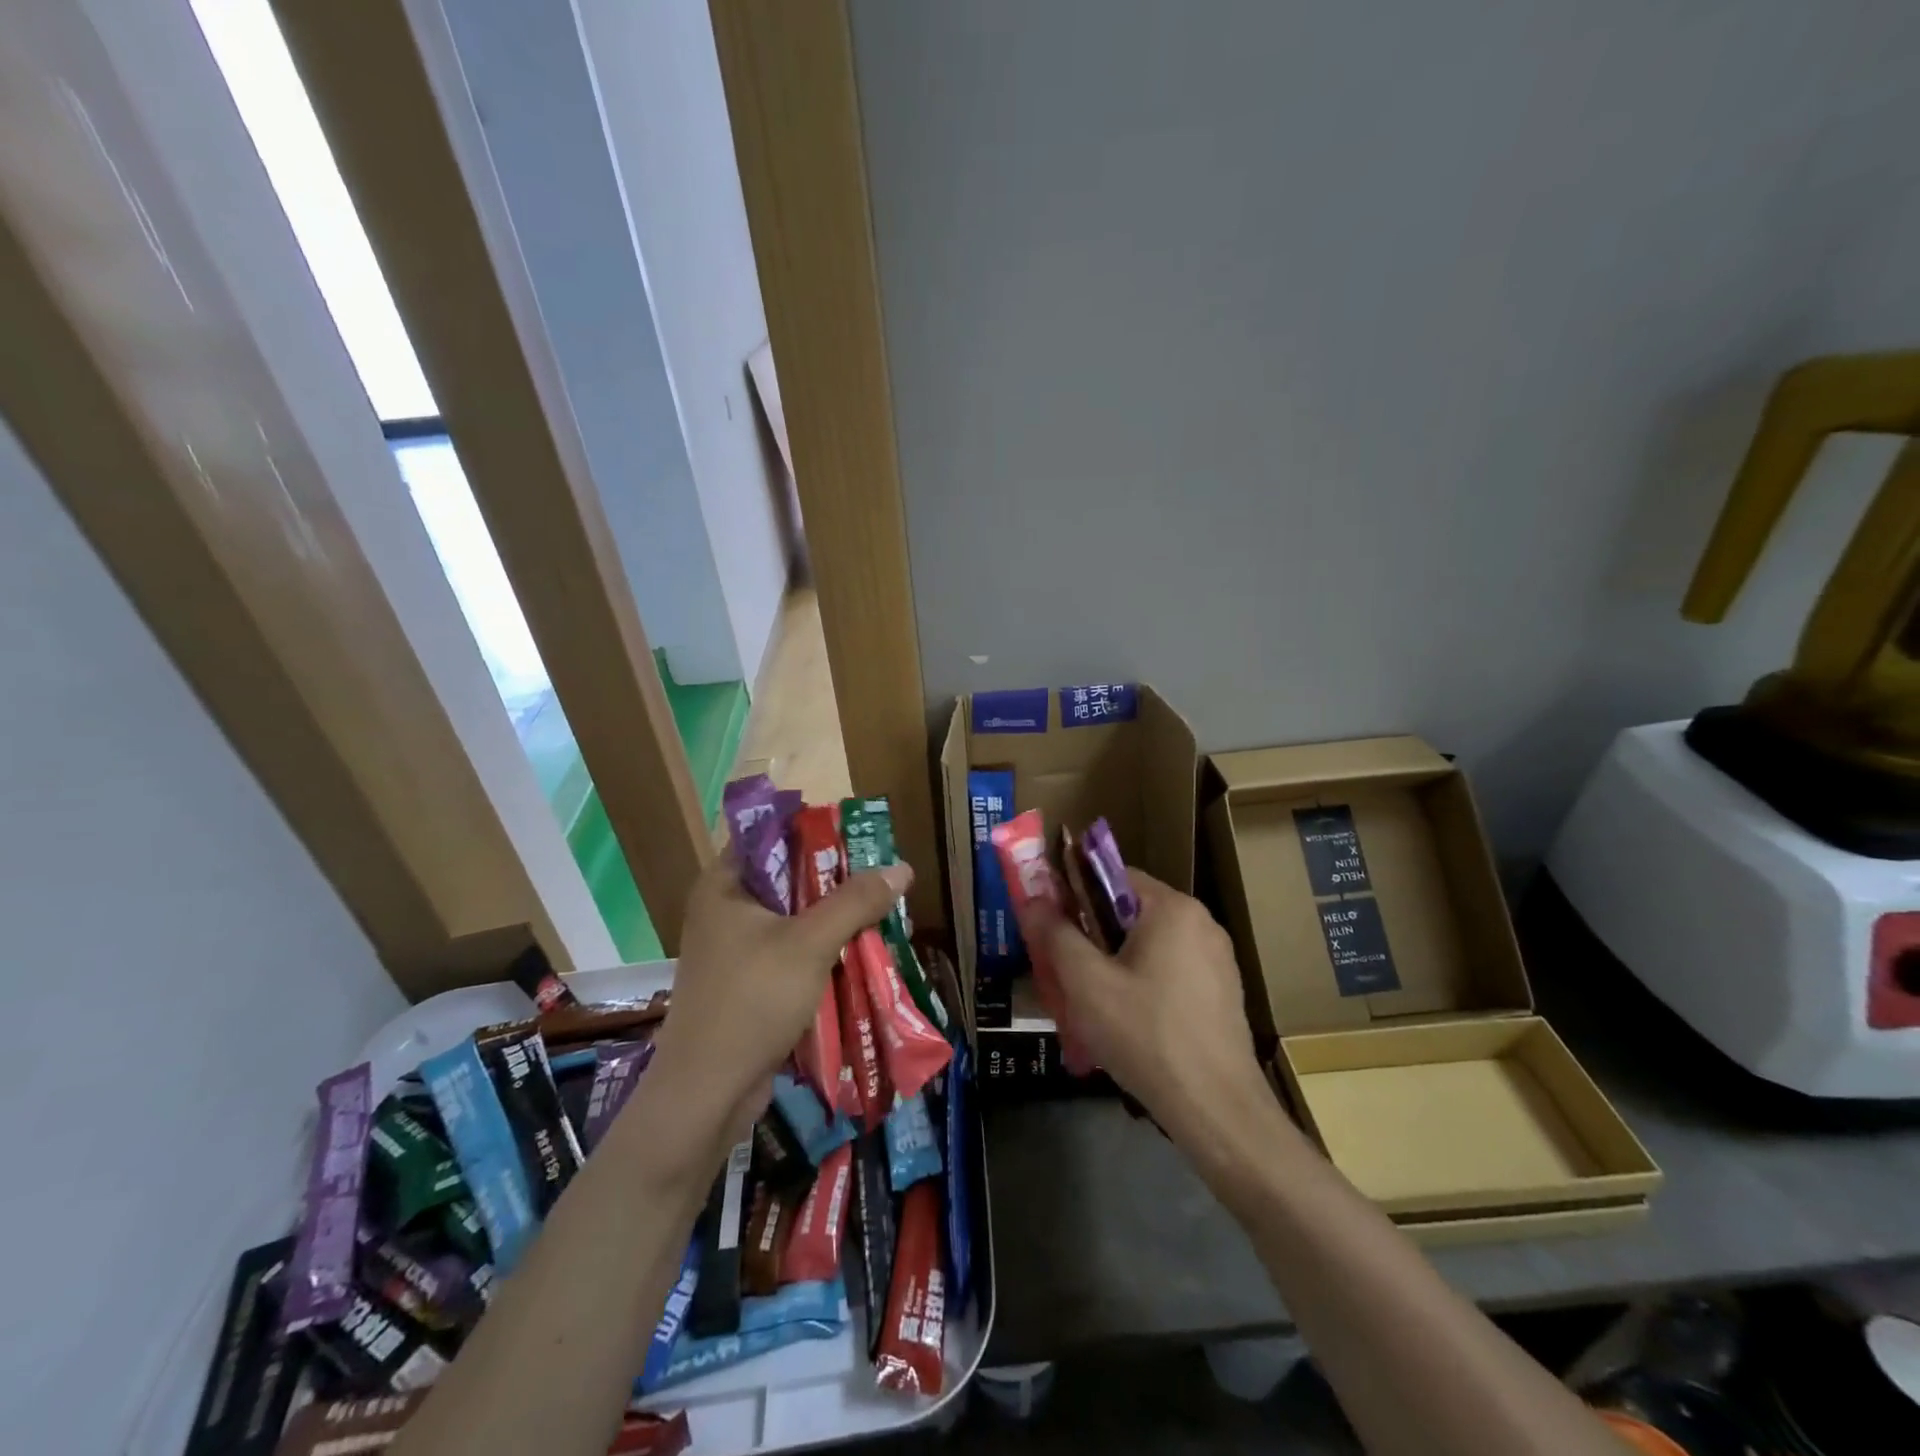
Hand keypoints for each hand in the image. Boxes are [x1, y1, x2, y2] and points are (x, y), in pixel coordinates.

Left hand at [647, 855, 911, 1144]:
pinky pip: (792, 948)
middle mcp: (726, 907)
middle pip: (789, 876)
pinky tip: (860, 950)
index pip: (770, 834)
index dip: (814, 830)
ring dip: (835, 916)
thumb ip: (856, 901)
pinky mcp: (748, 980)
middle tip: (881, 876)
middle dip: (836, 878)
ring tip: (882, 911)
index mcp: (726, 884)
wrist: (707, 1094)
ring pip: (794, 915)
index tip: (858, 836)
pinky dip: (823, 947)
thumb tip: (902, 867)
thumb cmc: (752, 1001)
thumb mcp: (810, 943)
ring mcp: (735, 946)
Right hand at [1015, 870, 1269, 1144]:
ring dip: (1116, 966)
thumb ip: (1056, 935)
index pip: (1113, 876)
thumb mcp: (1087, 984)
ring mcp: (1218, 960)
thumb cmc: (1146, 1035)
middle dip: (1093, 938)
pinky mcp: (1224, 994)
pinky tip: (1128, 1025)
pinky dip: (1144, 986)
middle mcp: (1202, 923)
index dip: (1075, 896)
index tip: (1051, 927)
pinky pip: (1171, 973)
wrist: (1218, 1111)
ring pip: (1149, 947)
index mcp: (1173, 908)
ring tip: (1090, 1005)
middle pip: (1130, 913)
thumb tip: (1032, 898)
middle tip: (1064, 972)